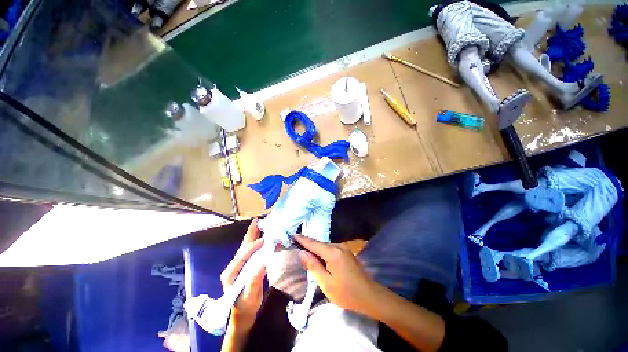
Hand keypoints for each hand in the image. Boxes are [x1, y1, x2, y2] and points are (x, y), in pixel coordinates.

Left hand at [220, 219, 265, 324]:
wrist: (243, 311)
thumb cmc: (247, 305)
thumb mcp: (251, 297)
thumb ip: (254, 282)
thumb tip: (262, 264)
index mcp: (230, 274)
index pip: (241, 256)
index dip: (252, 247)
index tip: (264, 240)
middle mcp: (232, 266)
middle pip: (242, 247)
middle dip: (250, 233)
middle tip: (258, 220)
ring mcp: (237, 264)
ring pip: (245, 246)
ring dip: (253, 234)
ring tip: (259, 223)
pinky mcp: (243, 264)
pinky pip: (249, 249)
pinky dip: (255, 239)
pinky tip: (260, 233)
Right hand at [294, 235, 377, 315]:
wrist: (370, 295)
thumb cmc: (347, 293)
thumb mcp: (326, 283)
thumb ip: (313, 266)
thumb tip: (302, 253)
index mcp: (332, 252)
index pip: (313, 243)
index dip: (302, 239)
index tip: (293, 235)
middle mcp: (338, 246)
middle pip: (319, 244)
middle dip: (308, 247)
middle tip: (298, 251)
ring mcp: (344, 248)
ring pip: (325, 247)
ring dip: (316, 251)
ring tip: (307, 257)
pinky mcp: (347, 252)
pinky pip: (331, 249)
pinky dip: (323, 253)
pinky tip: (320, 260)